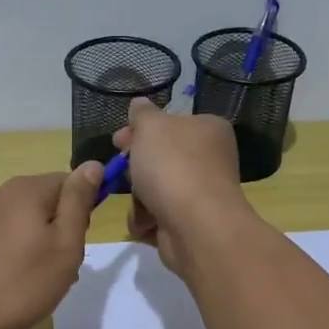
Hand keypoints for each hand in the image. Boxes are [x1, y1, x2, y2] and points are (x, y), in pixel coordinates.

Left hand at [0, 165, 102, 328]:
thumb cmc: (20, 284)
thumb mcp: (65, 245)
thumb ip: (79, 202)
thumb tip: (93, 164)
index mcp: (26, 189)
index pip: (70, 182)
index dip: (82, 212)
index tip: (78, 244)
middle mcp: (0, 194)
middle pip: (47, 202)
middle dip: (61, 231)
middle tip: (63, 268)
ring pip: (27, 223)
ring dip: (42, 246)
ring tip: (40, 282)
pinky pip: (6, 238)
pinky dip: (19, 256)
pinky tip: (17, 285)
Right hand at [112, 98, 251, 274]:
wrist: (195, 225)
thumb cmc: (173, 165)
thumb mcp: (151, 126)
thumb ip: (142, 114)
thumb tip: (140, 103)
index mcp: (208, 130)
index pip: (170, 124)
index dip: (141, 130)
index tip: (118, 140)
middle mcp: (209, 160)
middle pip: (161, 158)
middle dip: (136, 167)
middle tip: (121, 171)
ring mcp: (201, 194)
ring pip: (155, 189)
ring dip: (139, 197)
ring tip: (140, 202)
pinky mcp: (190, 224)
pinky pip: (158, 217)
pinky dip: (147, 220)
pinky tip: (145, 223)